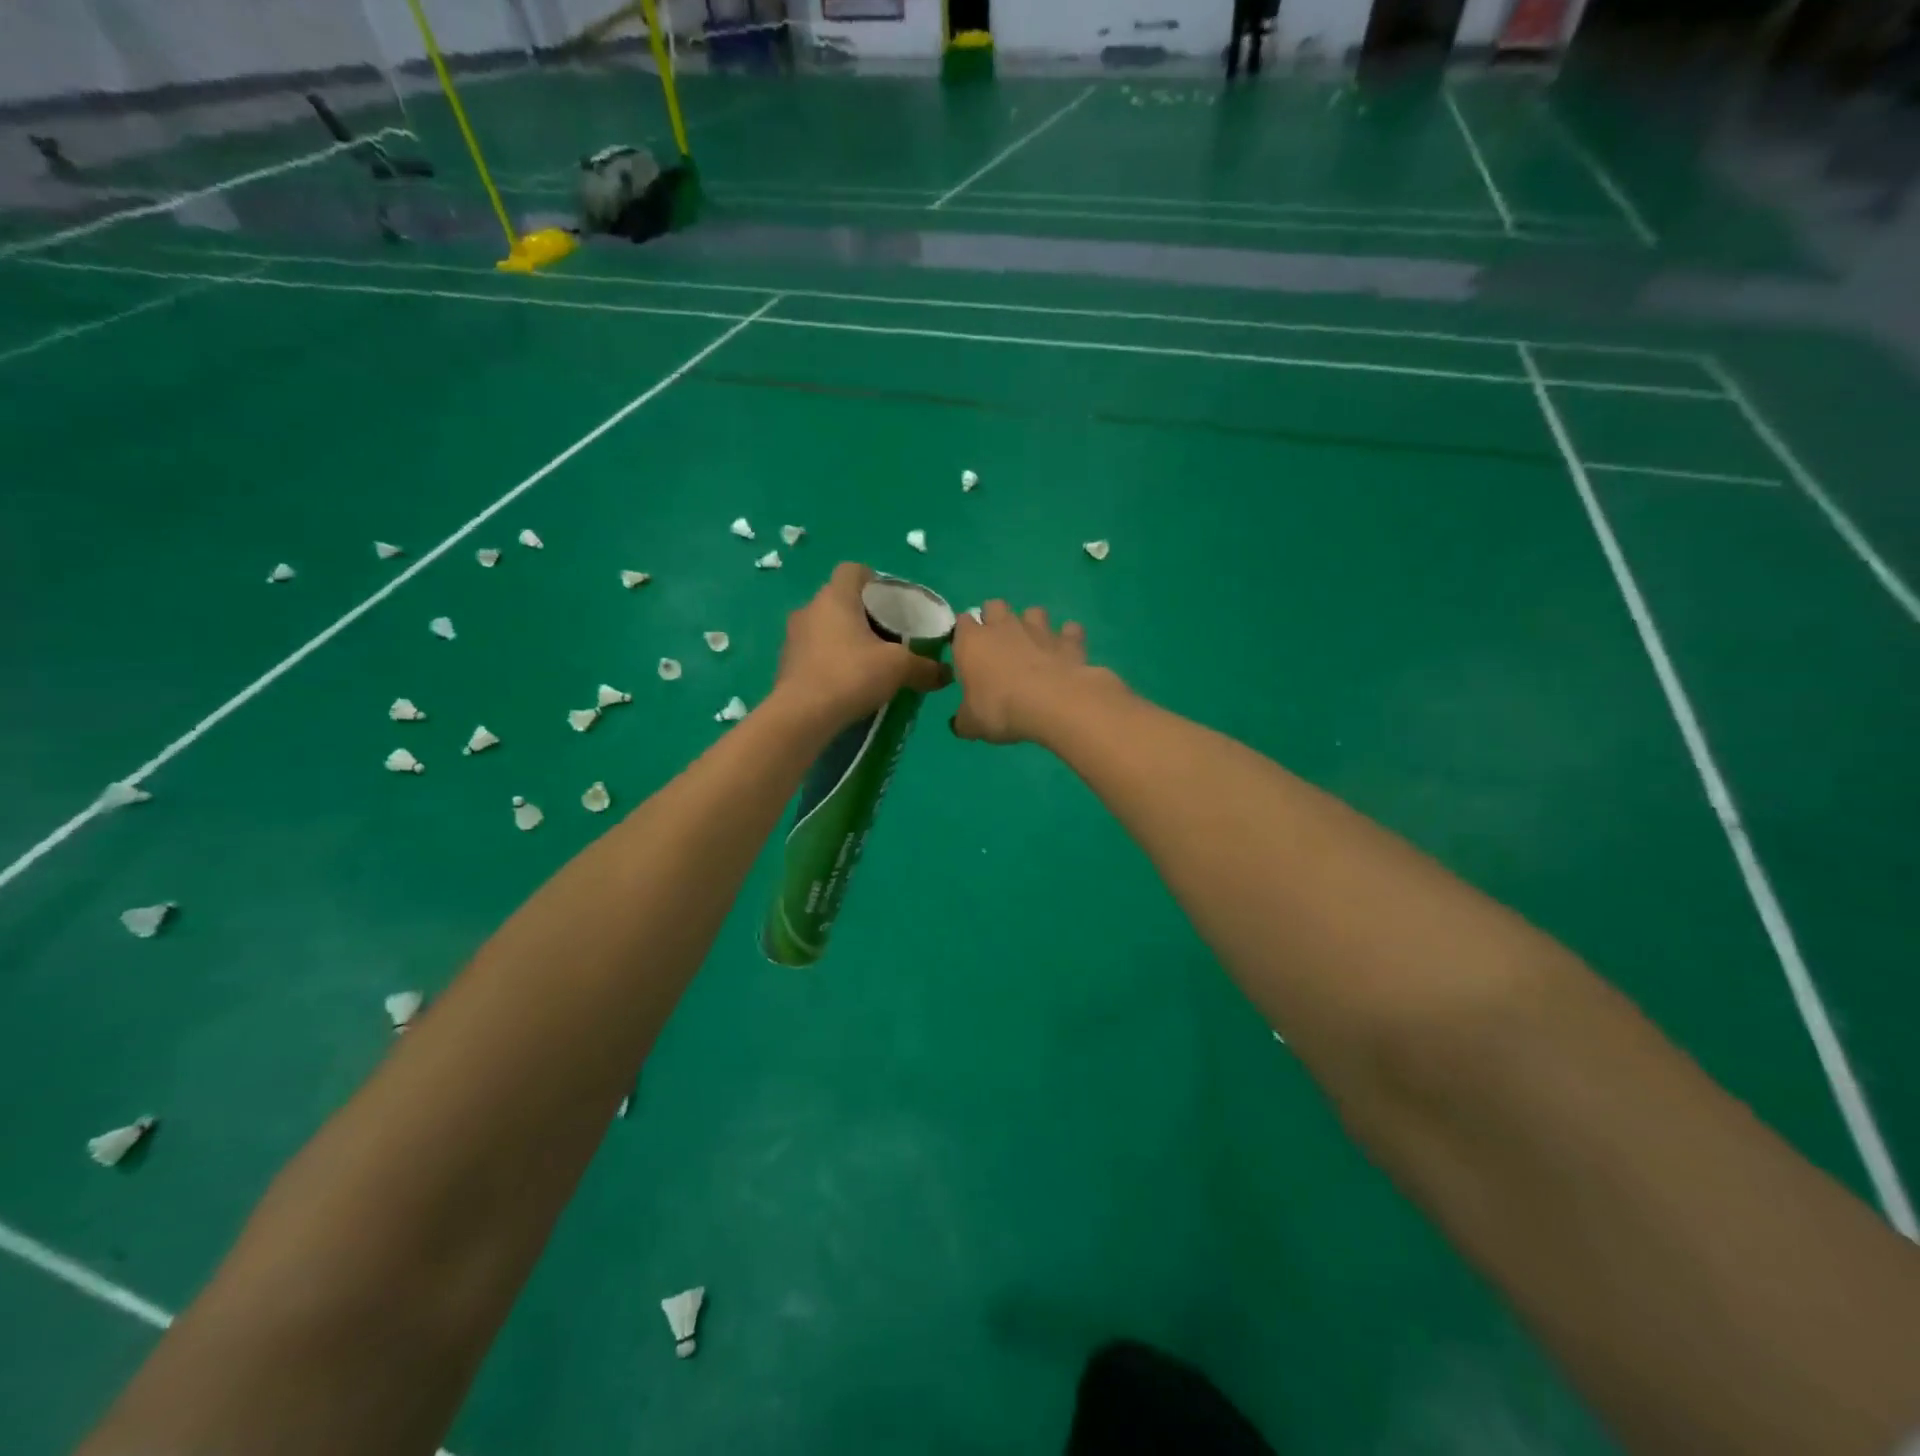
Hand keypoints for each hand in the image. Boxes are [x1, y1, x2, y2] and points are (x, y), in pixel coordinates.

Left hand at [773, 563, 948, 729]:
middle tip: (887, 636)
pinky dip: (830, 660)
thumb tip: (946, 673)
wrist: (801, 716)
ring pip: (825, 627)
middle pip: (840, 600)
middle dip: (863, 614)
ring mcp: (793, 637)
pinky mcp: (786, 664)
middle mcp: (809, 609)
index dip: (873, 580)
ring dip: (845, 639)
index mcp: (835, 598)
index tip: (890, 601)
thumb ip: (925, 667)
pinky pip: (814, 652)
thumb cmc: (851, 675)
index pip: (852, 570)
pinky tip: (847, 682)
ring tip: (868, 662)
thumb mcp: (899, 668)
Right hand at [951, 602, 1123, 744]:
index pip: (961, 623)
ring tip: (1033, 646)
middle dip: (995, 619)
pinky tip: (1065, 654)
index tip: (967, 652)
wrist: (1053, 703)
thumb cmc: (1001, 709)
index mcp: (972, 642)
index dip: (963, 634)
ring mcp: (1039, 629)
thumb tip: (960, 724)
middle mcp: (1003, 626)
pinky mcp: (1068, 640)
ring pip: (1033, 612)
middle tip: (998, 646)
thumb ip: (964, 720)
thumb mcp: (973, 724)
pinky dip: (1067, 638)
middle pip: (994, 606)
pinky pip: (1069, 630)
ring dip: (1032, 624)